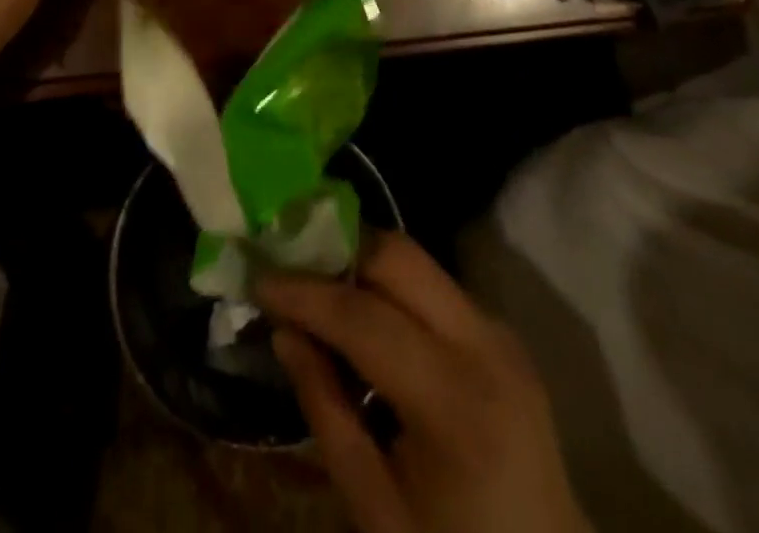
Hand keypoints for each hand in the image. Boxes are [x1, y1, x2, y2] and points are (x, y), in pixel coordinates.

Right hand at [257, 232, 592, 532]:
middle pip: (399, 258)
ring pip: (416, 261)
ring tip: (315, 283)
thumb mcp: (377, 510)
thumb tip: (283, 332)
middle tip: (288, 266)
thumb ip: (326, 411)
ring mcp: (499, 331)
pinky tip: (359, 308)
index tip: (257, 278)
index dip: (305, 292)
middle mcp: (485, 344)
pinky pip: (433, 284)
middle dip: (337, 251)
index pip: (364, 317)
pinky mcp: (500, 332)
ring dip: (361, 262)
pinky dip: (388, 284)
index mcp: (455, 402)